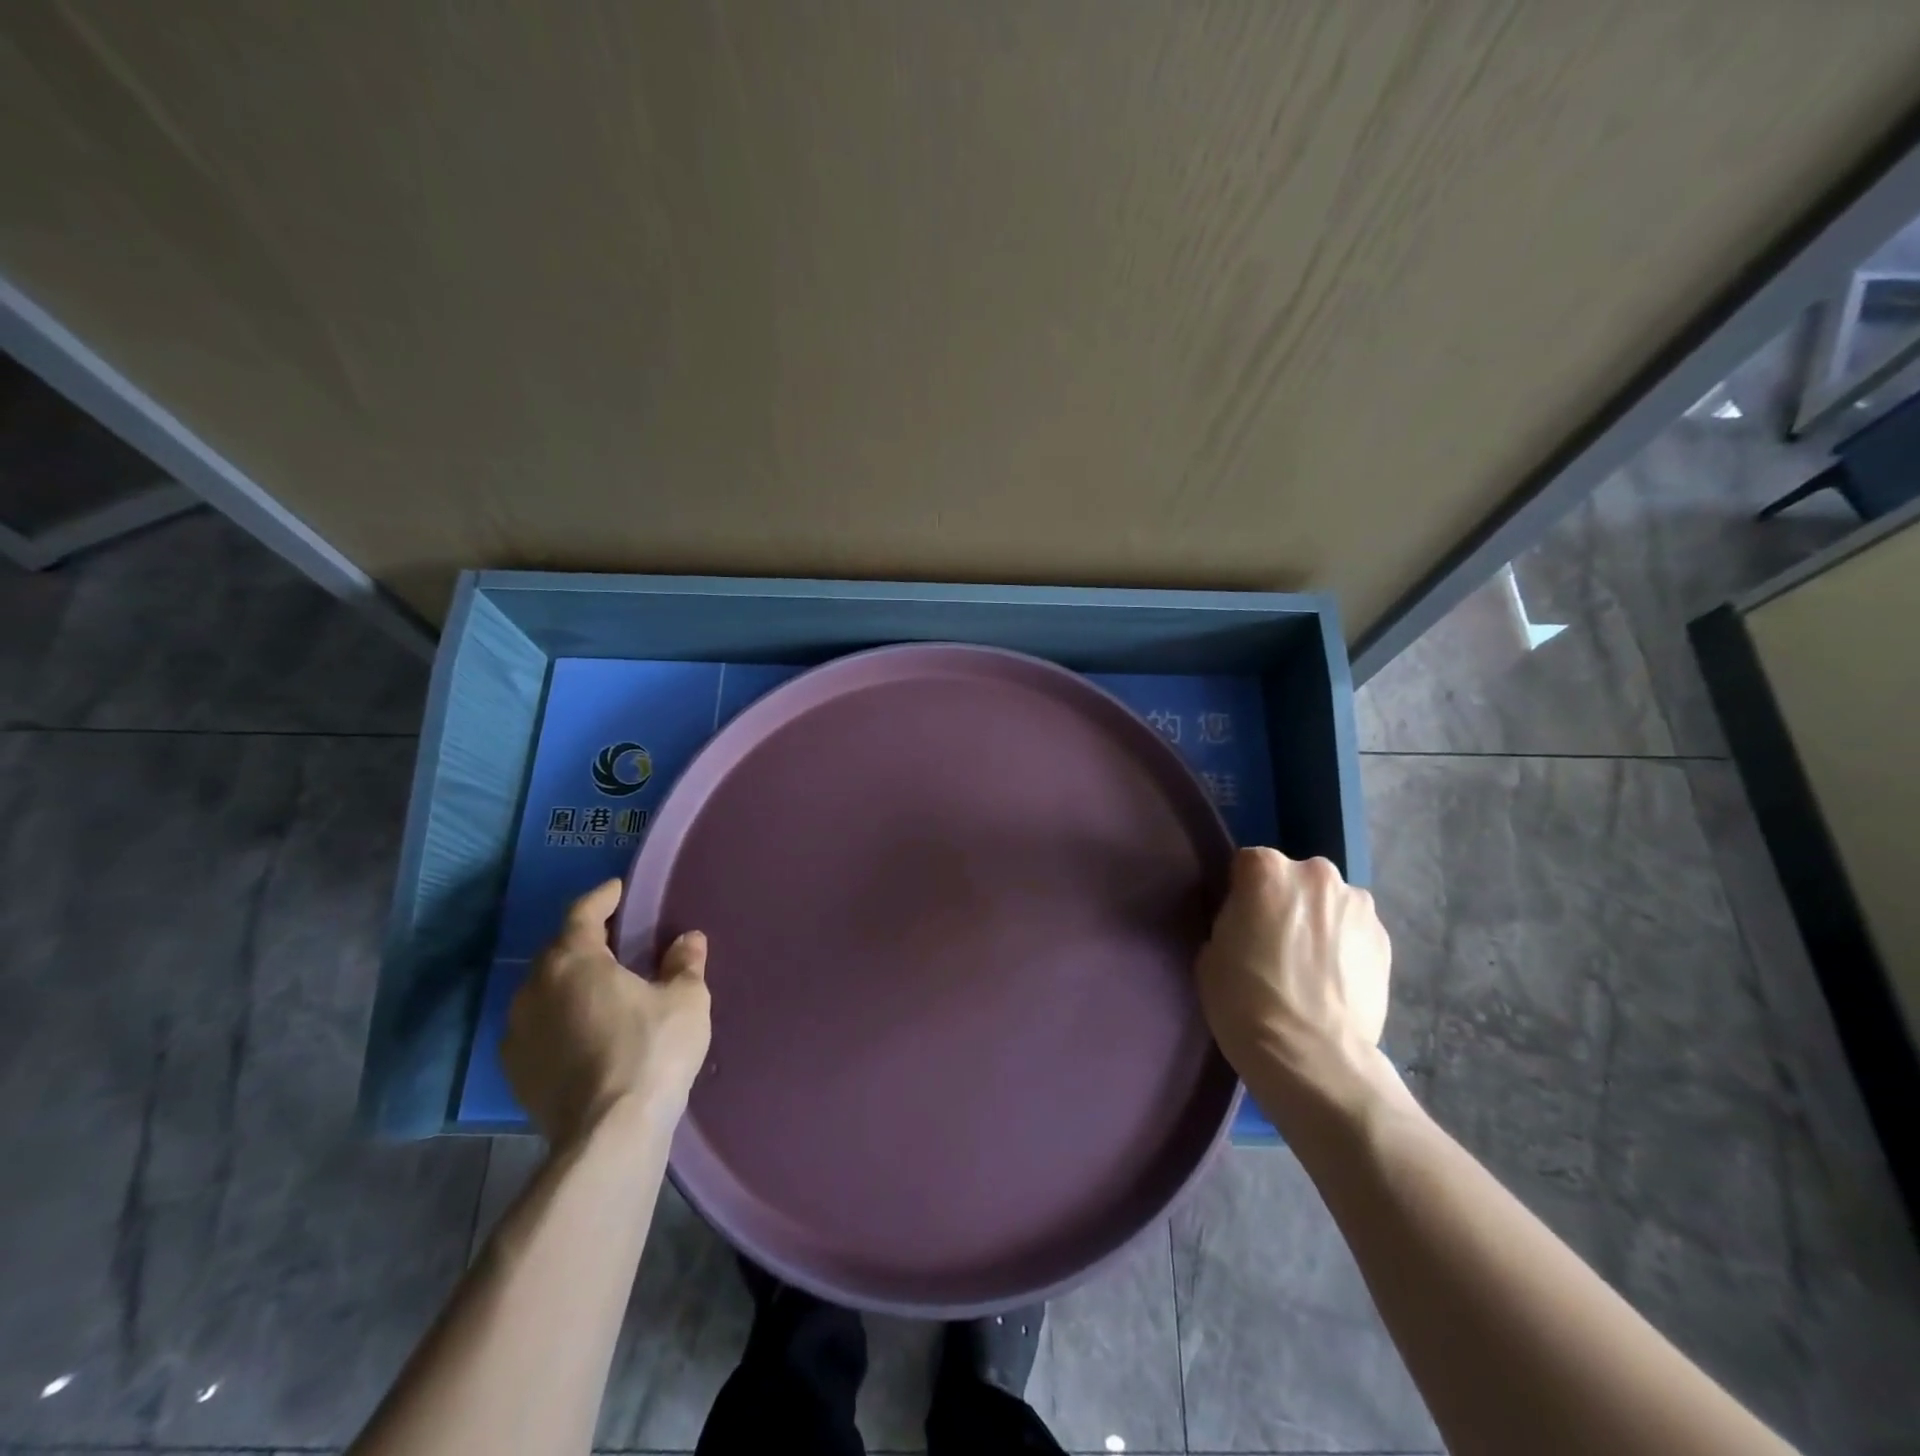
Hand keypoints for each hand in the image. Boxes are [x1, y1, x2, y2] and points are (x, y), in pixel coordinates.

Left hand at [503, 879, 711, 1146]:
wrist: (608, 1136)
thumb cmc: (651, 1051)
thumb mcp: (685, 1000)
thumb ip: (684, 963)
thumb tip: (688, 940)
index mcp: (574, 961)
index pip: (583, 914)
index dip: (603, 898)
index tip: (618, 889)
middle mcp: (535, 989)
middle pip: (559, 951)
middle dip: (586, 941)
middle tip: (616, 939)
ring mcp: (518, 1034)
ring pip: (545, 991)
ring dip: (571, 983)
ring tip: (602, 987)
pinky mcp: (517, 1073)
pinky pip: (539, 1028)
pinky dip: (561, 1019)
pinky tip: (585, 1031)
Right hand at [1195, 848, 1391, 1126]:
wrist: (1311, 1056)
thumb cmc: (1244, 1000)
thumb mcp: (1211, 951)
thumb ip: (1232, 920)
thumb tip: (1250, 923)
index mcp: (1266, 869)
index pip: (1247, 865)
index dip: (1242, 893)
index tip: (1240, 922)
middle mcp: (1316, 873)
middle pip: (1294, 878)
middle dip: (1286, 901)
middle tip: (1275, 942)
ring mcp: (1358, 905)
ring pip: (1329, 903)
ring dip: (1320, 922)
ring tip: (1310, 966)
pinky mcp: (1386, 940)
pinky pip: (1355, 932)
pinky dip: (1345, 947)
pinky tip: (1333, 980)